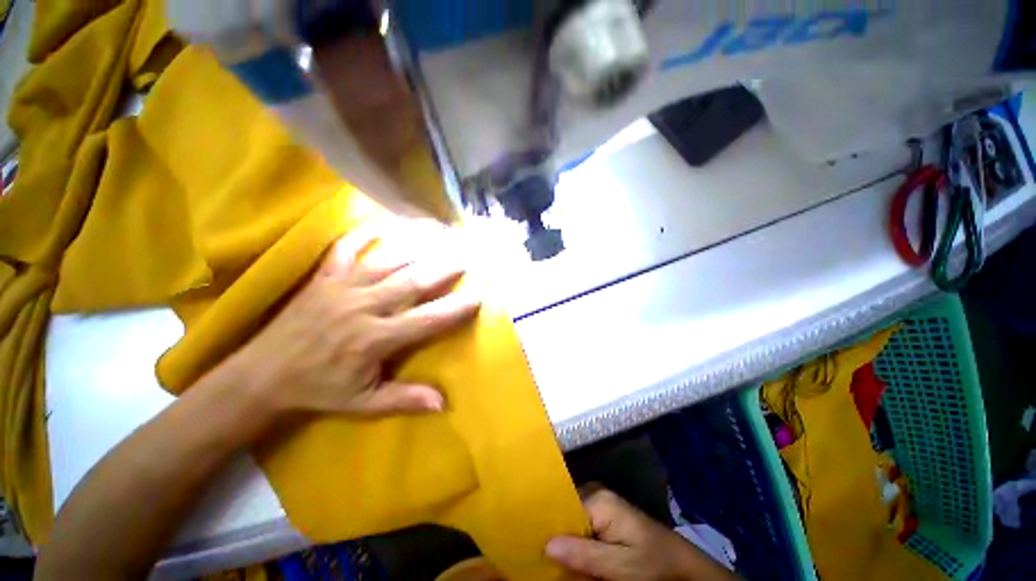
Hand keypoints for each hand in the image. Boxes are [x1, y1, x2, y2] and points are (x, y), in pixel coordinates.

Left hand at [225, 220, 479, 416]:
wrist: (262, 376)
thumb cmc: (319, 389)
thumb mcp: (363, 404)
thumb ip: (404, 399)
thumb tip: (443, 403)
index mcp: (375, 339)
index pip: (426, 320)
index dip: (455, 309)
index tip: (478, 297)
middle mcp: (364, 307)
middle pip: (412, 282)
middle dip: (443, 269)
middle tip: (466, 257)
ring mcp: (343, 287)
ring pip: (387, 262)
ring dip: (416, 248)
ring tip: (439, 236)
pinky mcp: (325, 277)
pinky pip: (346, 248)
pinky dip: (364, 233)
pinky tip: (383, 222)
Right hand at [546, 489, 734, 580]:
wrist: (681, 565)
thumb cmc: (652, 563)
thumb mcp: (620, 566)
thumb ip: (584, 554)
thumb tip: (546, 545)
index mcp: (598, 500)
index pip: (562, 506)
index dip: (546, 524)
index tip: (528, 539)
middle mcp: (596, 495)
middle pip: (565, 512)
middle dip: (552, 531)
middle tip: (533, 550)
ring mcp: (600, 505)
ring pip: (571, 519)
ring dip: (562, 538)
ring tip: (543, 552)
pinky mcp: (605, 516)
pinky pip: (581, 525)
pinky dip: (573, 540)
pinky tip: (565, 554)